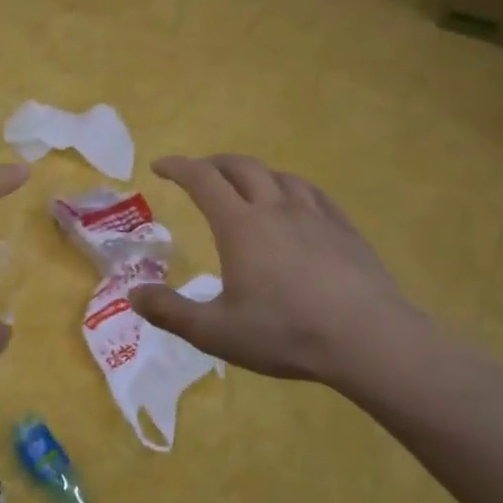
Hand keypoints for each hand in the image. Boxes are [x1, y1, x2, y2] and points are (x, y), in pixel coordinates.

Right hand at [129, 155, 425, 392]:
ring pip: (279, 176)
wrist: (369, 339)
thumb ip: (170, 312)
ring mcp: (315, 216)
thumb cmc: (286, 333)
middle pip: (241, 168)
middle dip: (214, 164)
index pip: (202, 180)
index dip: (178, 167)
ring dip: (253, 173)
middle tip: (198, 173)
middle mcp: (275, 209)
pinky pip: (313, 194)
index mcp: (240, 226)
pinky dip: (291, 188)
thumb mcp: (216, 332)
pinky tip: (296, 202)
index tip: (160, 166)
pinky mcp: (345, 229)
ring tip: (244, 185)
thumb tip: (133, 294)